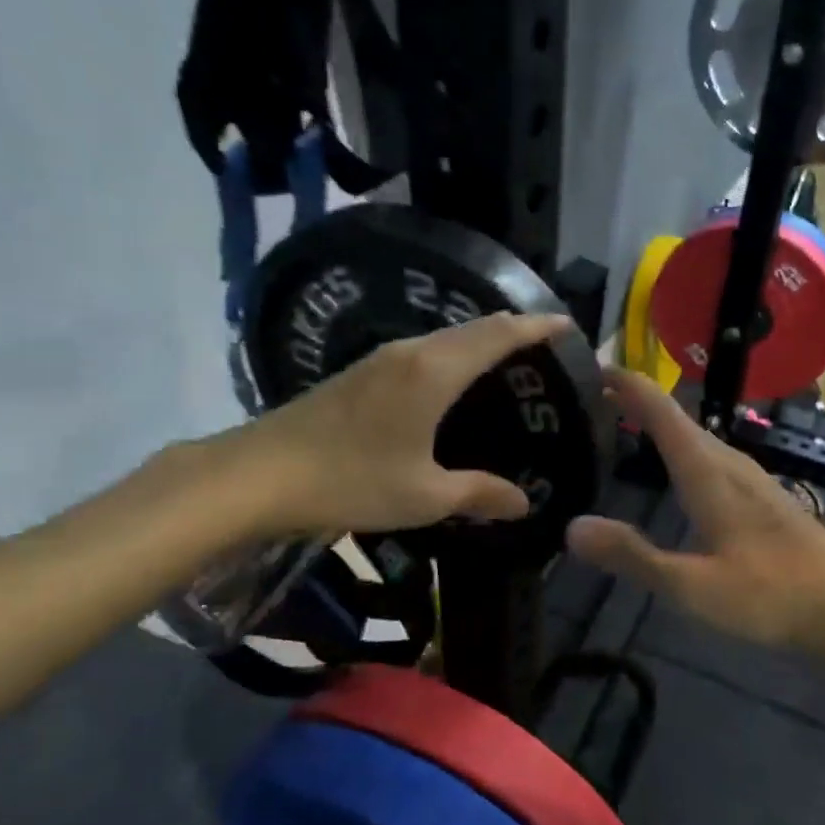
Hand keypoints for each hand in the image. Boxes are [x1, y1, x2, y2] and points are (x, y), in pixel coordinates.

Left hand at [206, 312, 575, 540]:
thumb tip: (523, 502)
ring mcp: (381, 359)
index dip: (535, 326)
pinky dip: (453, 352)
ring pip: (446, 336)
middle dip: (513, 327)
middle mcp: (411, 353)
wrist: (257, 474)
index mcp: (435, 372)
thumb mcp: (424, 495)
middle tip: (545, 342)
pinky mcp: (360, 372)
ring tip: (508, 356)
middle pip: (473, 327)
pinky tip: (453, 377)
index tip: (566, 322)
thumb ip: (478, 493)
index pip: (498, 335)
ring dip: (480, 338)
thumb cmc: (350, 480)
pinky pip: (424, 349)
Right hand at [565, 371, 824, 654]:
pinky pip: (712, 457)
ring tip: (626, 427)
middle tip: (591, 402)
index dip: (627, 386)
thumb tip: (571, 527)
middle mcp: (729, 464)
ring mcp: (752, 480)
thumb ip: (633, 556)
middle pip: (677, 419)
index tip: (591, 369)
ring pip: (697, 438)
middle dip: (636, 403)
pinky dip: (683, 449)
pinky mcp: (764, 498)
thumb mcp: (693, 586)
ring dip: (661, 426)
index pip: (661, 412)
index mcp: (707, 473)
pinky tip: (680, 472)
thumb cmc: (771, 594)